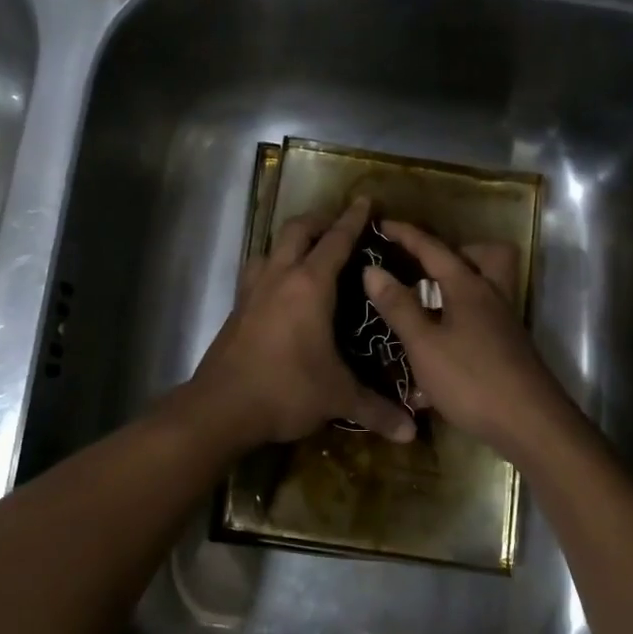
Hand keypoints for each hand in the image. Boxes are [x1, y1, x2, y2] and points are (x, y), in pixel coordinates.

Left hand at [187, 197, 416, 447]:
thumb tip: (411, 432)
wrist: (221, 408)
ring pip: (271, 246)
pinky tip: (280, 287)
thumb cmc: (286, 390)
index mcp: (310, 286)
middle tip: (339, 225)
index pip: (336, 240)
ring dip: (291, 241)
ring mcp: (252, 290)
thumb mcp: (337, 398)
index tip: (365, 201)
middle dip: (320, 220)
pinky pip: (256, 271)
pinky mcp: (236, 308)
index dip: (353, 219)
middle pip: (298, 229)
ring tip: (308, 252)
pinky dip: (272, 266)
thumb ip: (376, 409)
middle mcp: (279, 277)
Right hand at [360, 220, 581, 458]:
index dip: (406, 235)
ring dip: (456, 288)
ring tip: (425, 305)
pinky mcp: (509, 347)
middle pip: (483, 256)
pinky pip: (483, 318)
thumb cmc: (472, 379)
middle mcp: (492, 296)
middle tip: (425, 267)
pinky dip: (461, 321)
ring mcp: (504, 323)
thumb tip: (372, 269)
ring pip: (485, 287)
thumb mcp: (425, 344)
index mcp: (469, 287)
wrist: (530, 423)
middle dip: (454, 252)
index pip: (433, 249)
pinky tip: (439, 351)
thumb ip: (399, 306)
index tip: (382, 223)